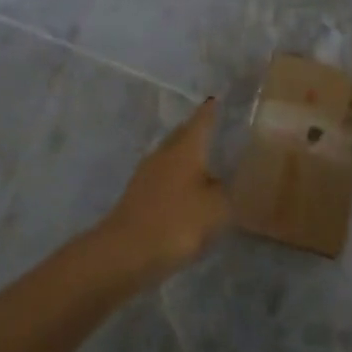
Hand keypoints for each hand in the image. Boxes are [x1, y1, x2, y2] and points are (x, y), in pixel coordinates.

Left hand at [96, 99, 230, 280]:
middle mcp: (164, 153)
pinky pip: (163, 178)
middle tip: (217, 133)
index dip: (211, 110)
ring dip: (186, 157)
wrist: (126, 252)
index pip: (201, 120)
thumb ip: (226, 191)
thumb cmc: (177, 222)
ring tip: (206, 164)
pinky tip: (187, 193)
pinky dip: (177, 179)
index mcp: (185, 148)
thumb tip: (223, 182)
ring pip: (171, 156)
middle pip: (182, 135)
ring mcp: (146, 174)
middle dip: (197, 132)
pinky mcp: (138, 196)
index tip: (217, 99)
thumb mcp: (216, 208)